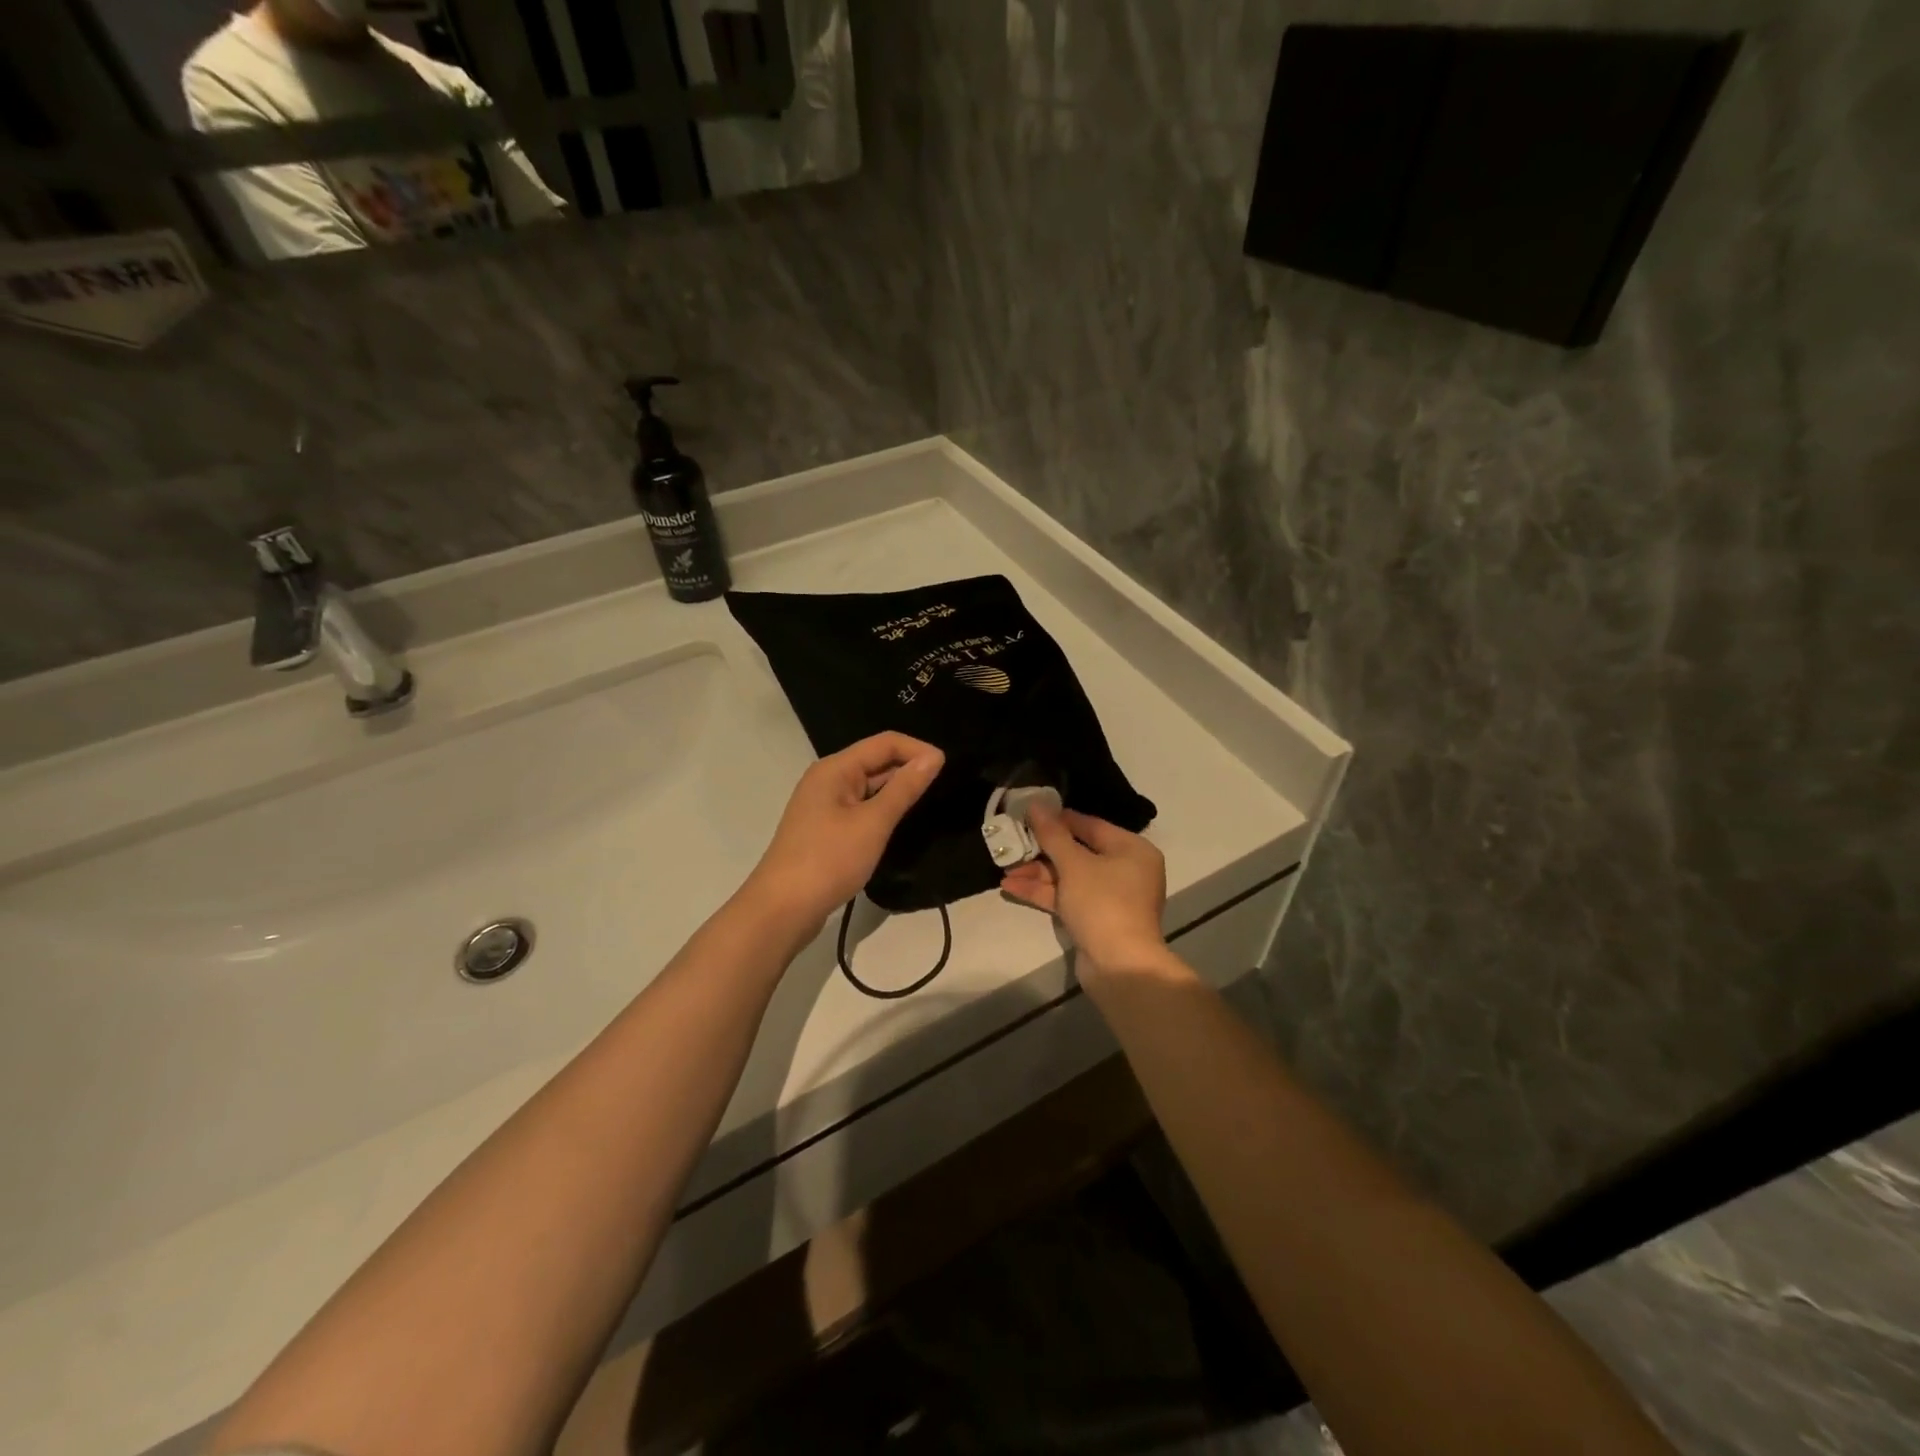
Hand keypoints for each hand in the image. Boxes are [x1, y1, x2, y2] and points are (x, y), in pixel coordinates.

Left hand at [743, 732, 944, 928]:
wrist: (782, 909)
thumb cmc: (829, 860)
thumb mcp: (873, 823)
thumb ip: (904, 788)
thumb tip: (933, 757)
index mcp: (835, 769)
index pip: (885, 743)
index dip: (917, 750)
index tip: (948, 767)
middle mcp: (827, 779)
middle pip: (875, 761)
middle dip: (908, 768)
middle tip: (945, 786)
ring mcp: (824, 805)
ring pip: (869, 787)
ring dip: (896, 791)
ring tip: (929, 803)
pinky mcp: (825, 829)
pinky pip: (860, 808)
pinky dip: (882, 810)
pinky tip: (899, 824)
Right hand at [999, 806, 1170, 973]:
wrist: (1119, 966)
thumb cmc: (1102, 903)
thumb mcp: (1074, 864)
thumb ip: (1052, 834)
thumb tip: (1036, 804)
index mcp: (1132, 849)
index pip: (1091, 825)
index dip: (1059, 819)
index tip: (1029, 814)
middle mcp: (1125, 870)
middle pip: (1078, 852)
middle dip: (1042, 851)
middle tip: (1013, 843)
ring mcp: (1110, 897)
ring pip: (1070, 877)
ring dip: (1038, 874)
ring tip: (1005, 868)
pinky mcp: (1096, 919)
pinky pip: (1068, 897)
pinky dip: (1044, 892)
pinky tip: (1012, 887)